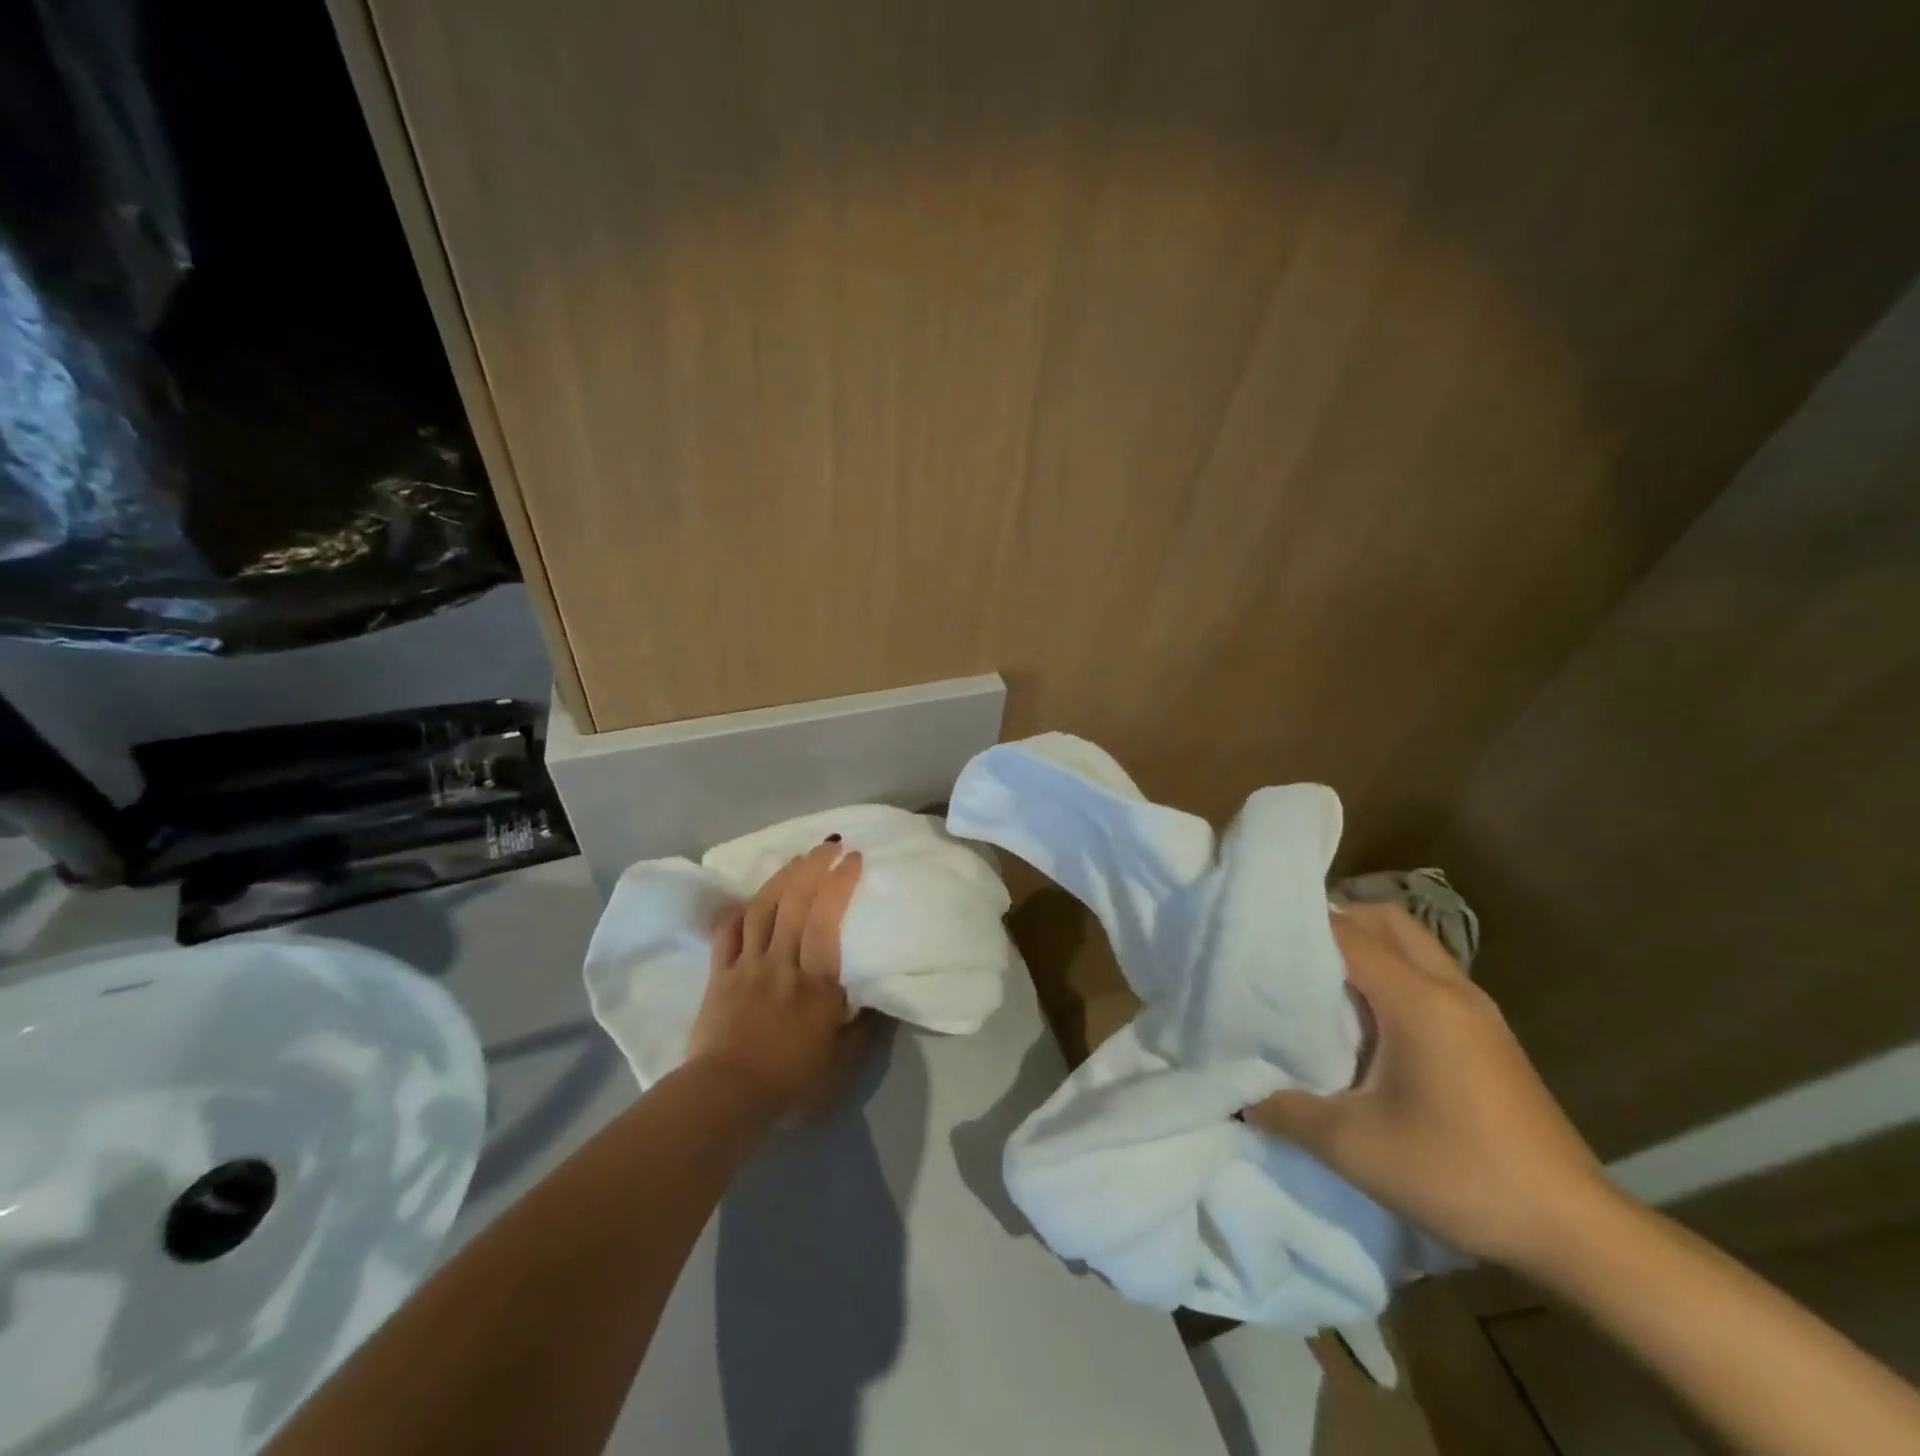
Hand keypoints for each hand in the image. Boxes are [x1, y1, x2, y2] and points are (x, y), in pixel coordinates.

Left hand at [686, 841, 872, 1121]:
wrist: (725, 1100)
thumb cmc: (790, 1083)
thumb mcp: (841, 1064)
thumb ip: (861, 1029)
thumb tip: (874, 1001)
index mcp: (816, 982)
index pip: (827, 920)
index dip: (839, 884)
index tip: (852, 858)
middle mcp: (782, 963)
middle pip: (795, 904)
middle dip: (813, 868)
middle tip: (828, 846)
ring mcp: (748, 965)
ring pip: (763, 909)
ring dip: (781, 879)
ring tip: (797, 861)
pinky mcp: (720, 975)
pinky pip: (728, 933)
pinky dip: (739, 911)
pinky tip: (749, 899)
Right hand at [1245, 902, 1609, 1271]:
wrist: (1575, 1230)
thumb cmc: (1459, 1173)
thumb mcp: (1354, 1147)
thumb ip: (1287, 1112)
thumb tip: (1241, 1098)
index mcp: (1417, 999)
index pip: (1347, 934)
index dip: (1299, 924)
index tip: (1255, 930)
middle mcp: (1450, 989)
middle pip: (1387, 921)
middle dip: (1338, 920)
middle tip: (1290, 948)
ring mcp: (1478, 1011)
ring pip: (1414, 945)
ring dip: (1369, 946)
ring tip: (1322, 979)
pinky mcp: (1491, 1036)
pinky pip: (1431, 975)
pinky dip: (1394, 973)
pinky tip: (1370, 1020)